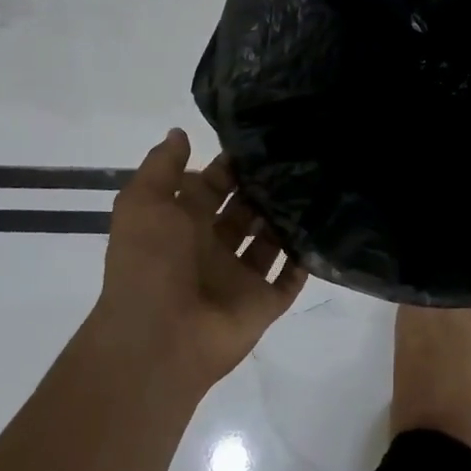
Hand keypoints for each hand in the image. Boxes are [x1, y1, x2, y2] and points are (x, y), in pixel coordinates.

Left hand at [93, 129, 306, 389]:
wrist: (158, 339)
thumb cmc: (149, 263)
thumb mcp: (143, 203)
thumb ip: (162, 166)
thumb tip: (180, 132)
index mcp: (182, 225)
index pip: (213, 186)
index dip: (232, 165)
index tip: (265, 139)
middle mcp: (212, 248)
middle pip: (244, 210)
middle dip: (265, 187)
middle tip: (301, 156)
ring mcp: (239, 277)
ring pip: (270, 239)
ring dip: (288, 216)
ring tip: (319, 182)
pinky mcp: (263, 302)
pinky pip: (290, 277)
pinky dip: (305, 256)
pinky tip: (327, 225)